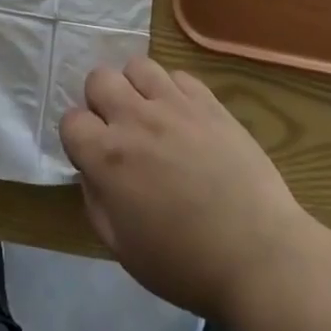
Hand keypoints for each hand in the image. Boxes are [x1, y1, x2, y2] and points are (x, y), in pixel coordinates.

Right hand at [61, 57, 313, 329]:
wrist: (259, 256)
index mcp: (107, 157)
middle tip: (119, 130)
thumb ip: (96, 201)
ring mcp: (174, 105)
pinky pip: (179, 76)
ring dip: (135, 87)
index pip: (71, 120)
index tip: (93, 157)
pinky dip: (173, 91)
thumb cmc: (186, 264)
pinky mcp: (209, 103)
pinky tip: (184, 118)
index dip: (79, 138)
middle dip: (100, 101)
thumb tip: (91, 171)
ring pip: (138, 66)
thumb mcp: (122, 249)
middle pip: (99, 78)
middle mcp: (135, 119)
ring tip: (150, 115)